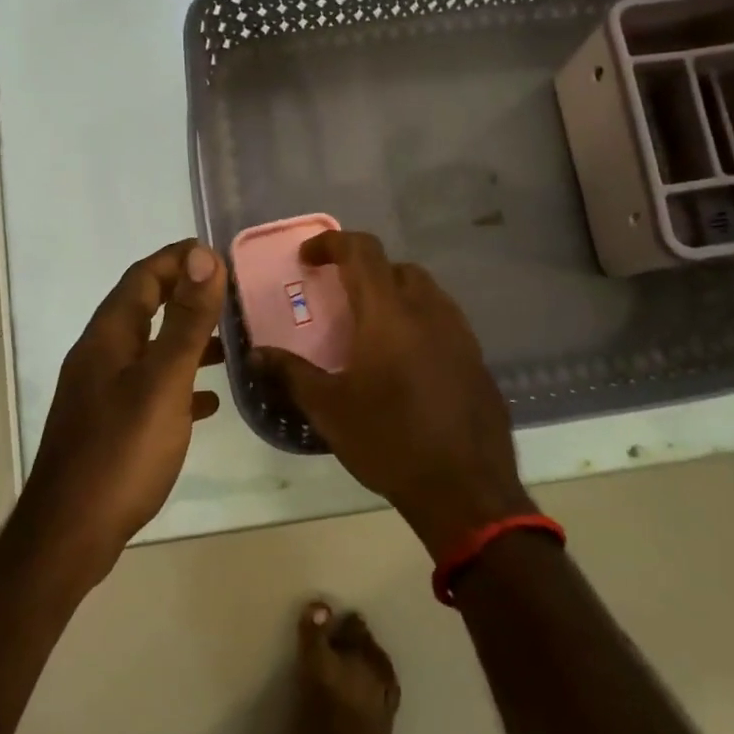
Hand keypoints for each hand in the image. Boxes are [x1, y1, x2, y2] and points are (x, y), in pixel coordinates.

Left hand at [18, 240, 226, 579]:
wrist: (71, 533)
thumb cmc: (121, 452)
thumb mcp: (162, 381)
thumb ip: (186, 320)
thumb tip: (203, 256)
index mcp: (108, 338)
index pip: (142, 278)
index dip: (178, 259)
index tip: (219, 254)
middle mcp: (99, 357)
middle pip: (144, 309)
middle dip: (184, 295)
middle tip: (230, 295)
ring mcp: (101, 392)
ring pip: (149, 350)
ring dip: (185, 340)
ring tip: (229, 344)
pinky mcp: (109, 425)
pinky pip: (149, 388)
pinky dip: (178, 383)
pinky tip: (207, 402)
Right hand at [253, 231, 532, 559]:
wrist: (465, 490)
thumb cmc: (389, 441)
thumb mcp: (329, 408)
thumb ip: (290, 373)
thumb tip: (257, 353)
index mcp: (389, 314)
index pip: (362, 251)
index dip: (332, 243)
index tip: (308, 259)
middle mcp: (429, 311)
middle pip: (396, 267)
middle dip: (365, 272)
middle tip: (340, 298)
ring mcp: (460, 334)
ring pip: (425, 293)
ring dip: (395, 295)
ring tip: (371, 330)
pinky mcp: (477, 359)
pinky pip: (444, 322)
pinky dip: (418, 322)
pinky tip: (406, 363)